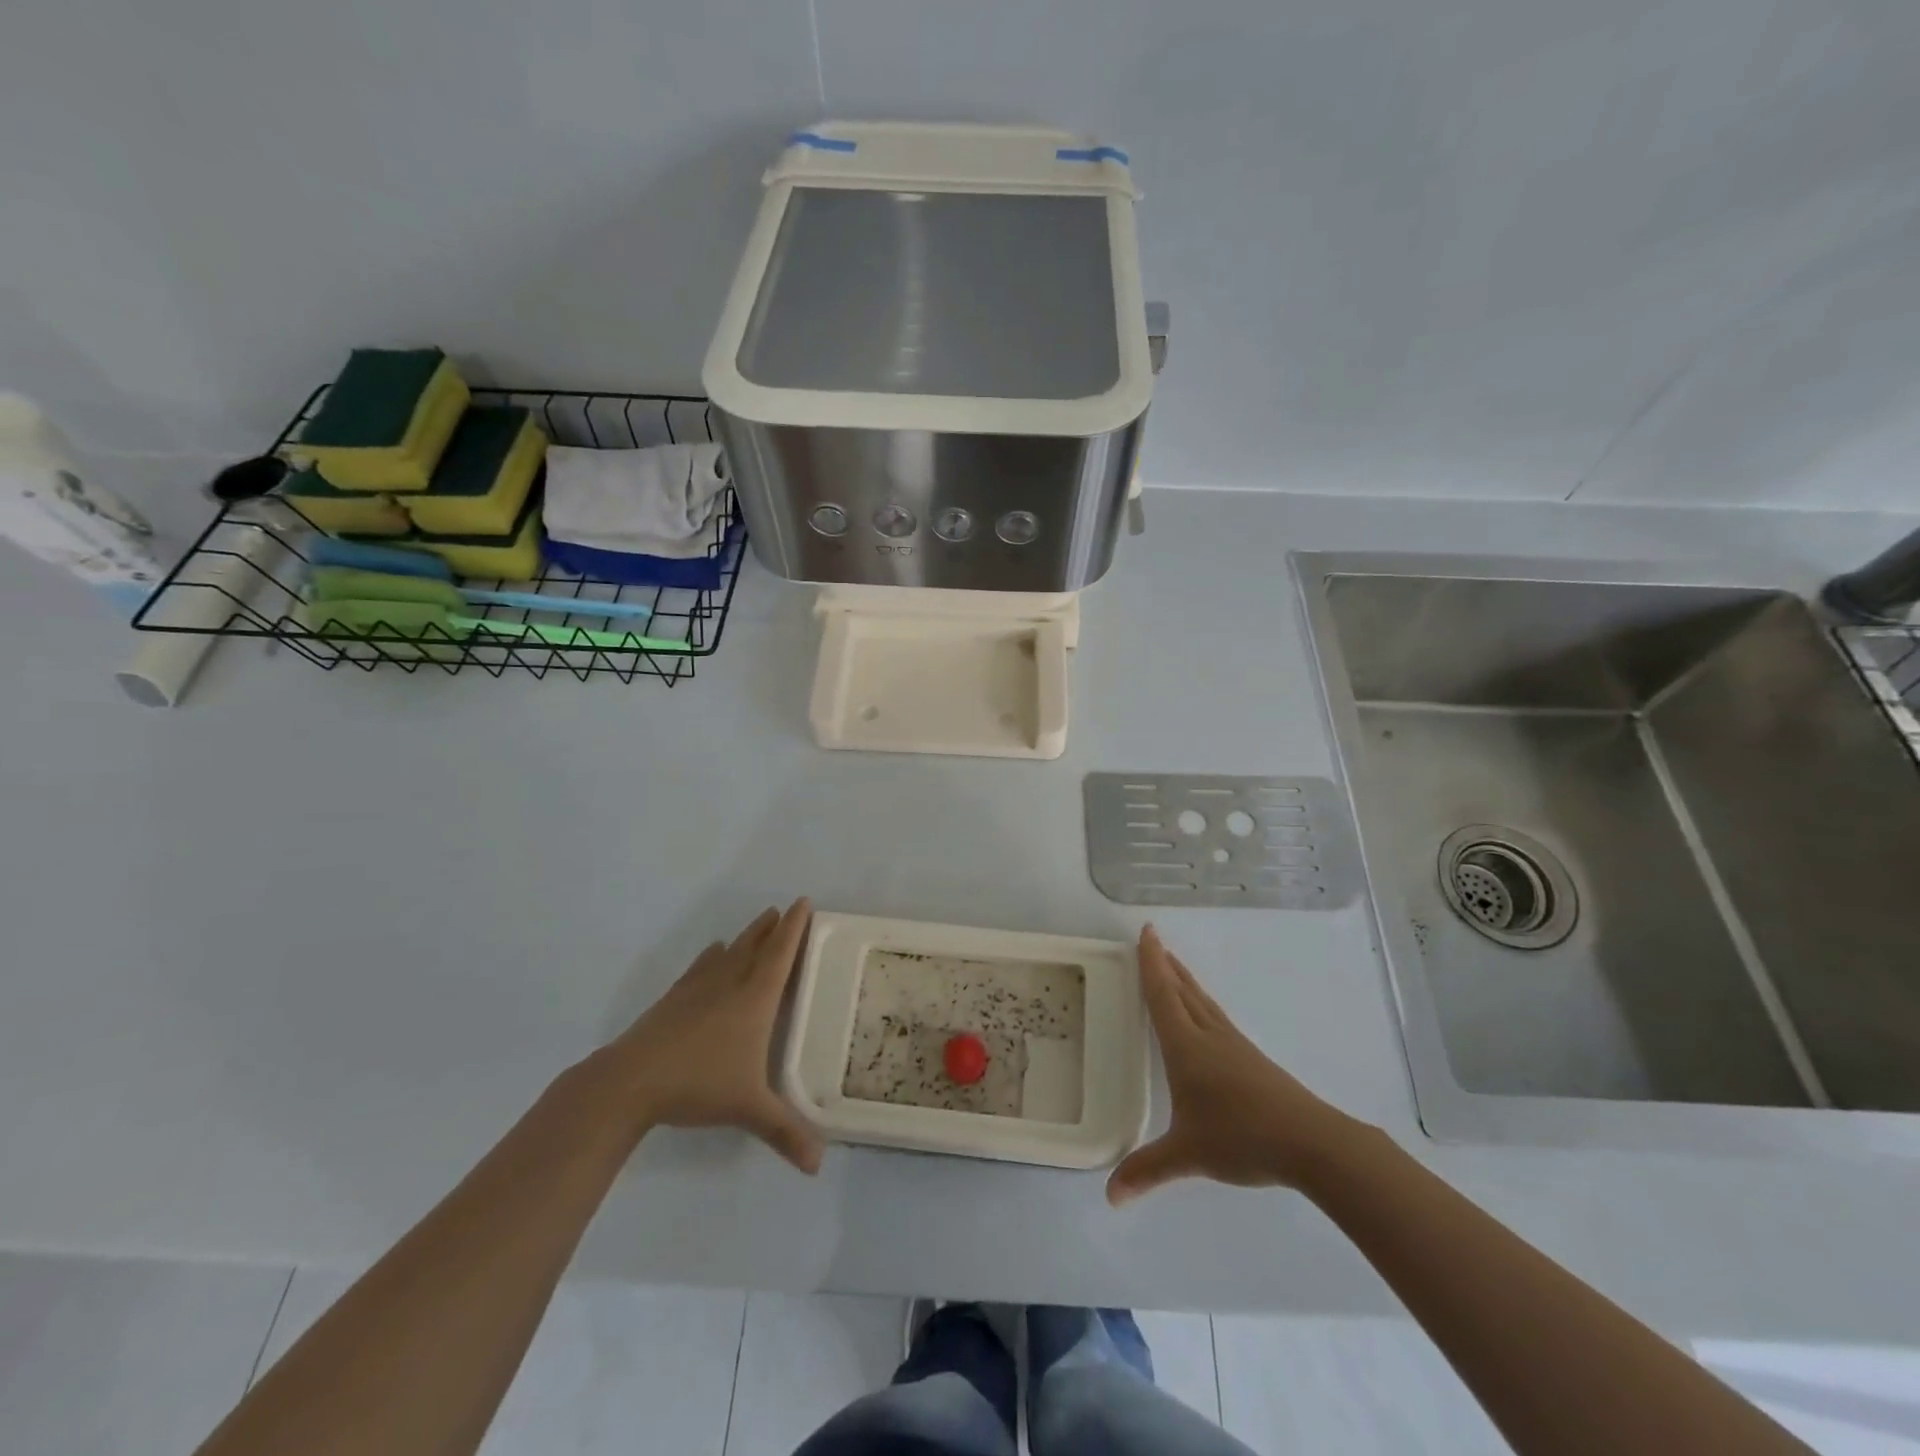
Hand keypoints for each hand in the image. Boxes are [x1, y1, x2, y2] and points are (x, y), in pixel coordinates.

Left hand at [592, 899, 824, 1172]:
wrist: (630, 1081)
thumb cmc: (698, 1085)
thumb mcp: (749, 1109)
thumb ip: (785, 1132)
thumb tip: (818, 1166)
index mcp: (755, 998)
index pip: (781, 953)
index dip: (795, 927)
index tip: (804, 902)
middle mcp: (730, 983)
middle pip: (757, 945)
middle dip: (774, 927)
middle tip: (786, 909)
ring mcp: (698, 987)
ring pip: (730, 951)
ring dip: (748, 935)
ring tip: (760, 922)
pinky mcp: (674, 998)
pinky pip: (701, 965)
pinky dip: (713, 955)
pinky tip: (713, 951)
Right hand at [1107, 925, 1355, 1204]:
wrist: (1309, 1142)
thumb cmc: (1241, 1138)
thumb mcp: (1187, 1155)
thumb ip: (1147, 1171)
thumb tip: (1110, 1198)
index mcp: (1186, 1047)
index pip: (1162, 995)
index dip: (1151, 963)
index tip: (1146, 932)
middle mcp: (1208, 1036)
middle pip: (1183, 991)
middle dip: (1165, 965)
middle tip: (1153, 941)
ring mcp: (1234, 1045)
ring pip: (1203, 1002)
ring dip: (1184, 981)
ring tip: (1173, 968)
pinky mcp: (1252, 1060)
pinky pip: (1216, 1018)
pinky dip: (1201, 1004)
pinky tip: (1205, 1018)